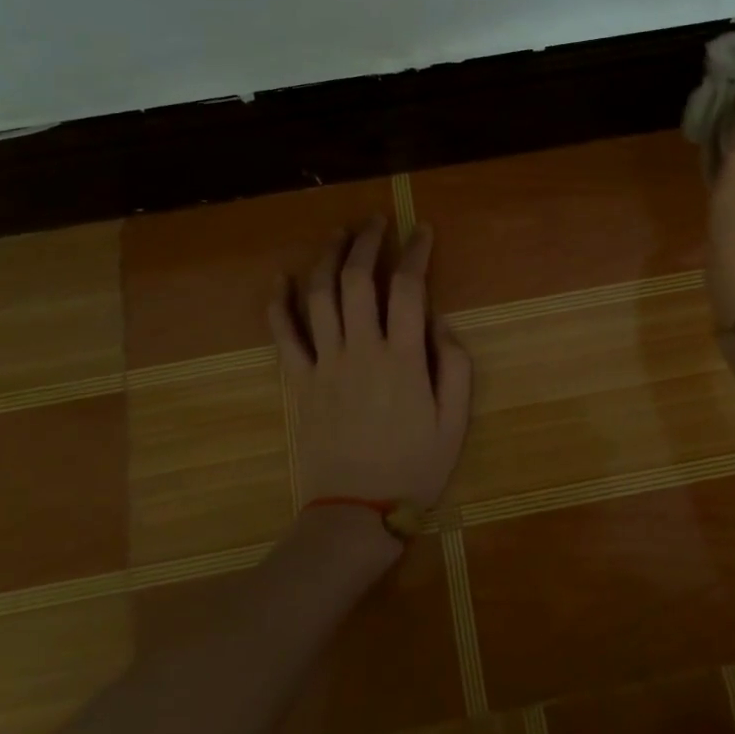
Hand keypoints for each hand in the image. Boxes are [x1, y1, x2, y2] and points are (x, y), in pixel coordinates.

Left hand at [269, 217, 473, 514]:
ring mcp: (325, 363)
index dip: (416, 252)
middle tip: (376, 221)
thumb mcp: (455, 422)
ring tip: (339, 233)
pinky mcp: (299, 381)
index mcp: (403, 358)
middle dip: (368, 242)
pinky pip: (284, 335)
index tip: (421, 230)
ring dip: (328, 258)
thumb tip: (439, 322)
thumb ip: (454, 366)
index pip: (408, 288)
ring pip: (320, 296)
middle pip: (358, 280)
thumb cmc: (414, 468)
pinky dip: (280, 303)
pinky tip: (281, 279)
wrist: (356, 512)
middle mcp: (361, 349)